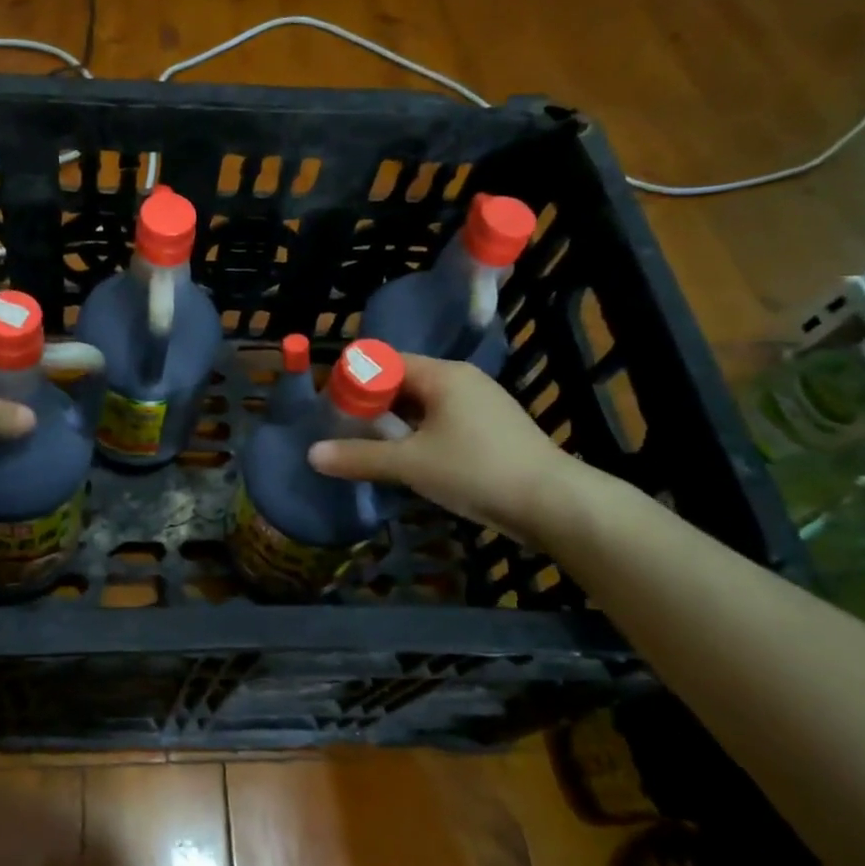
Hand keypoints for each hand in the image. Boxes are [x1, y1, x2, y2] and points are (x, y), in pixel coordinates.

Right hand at [308, 355, 587, 542]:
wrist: (553, 503)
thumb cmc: (476, 470)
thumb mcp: (410, 464)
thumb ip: (359, 457)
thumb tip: (311, 455)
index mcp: (443, 375)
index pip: (386, 362)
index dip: (355, 380)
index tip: (330, 404)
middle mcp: (462, 381)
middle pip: (404, 382)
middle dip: (371, 403)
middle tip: (343, 429)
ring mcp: (481, 405)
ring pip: (423, 405)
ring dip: (394, 422)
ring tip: (366, 446)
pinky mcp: (491, 430)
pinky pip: (442, 422)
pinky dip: (417, 434)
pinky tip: (405, 459)